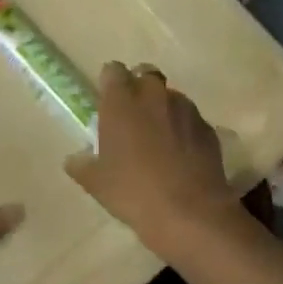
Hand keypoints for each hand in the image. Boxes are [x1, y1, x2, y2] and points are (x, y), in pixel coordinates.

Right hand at [65, 63, 238, 248]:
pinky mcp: (208, 128)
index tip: (108, 101)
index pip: (113, 71)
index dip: (110, 83)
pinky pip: (191, 119)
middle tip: (132, 116)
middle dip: (139, 88)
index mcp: (121, 101)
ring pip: (170, 96)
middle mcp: (154, 95)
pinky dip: (184, 129)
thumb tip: (74, 159)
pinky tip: (181, 155)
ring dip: (163, 108)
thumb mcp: (96, 183)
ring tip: (159, 138)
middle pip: (145, 74)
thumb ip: (82, 165)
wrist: (189, 213)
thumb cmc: (133, 192)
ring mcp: (185, 109)